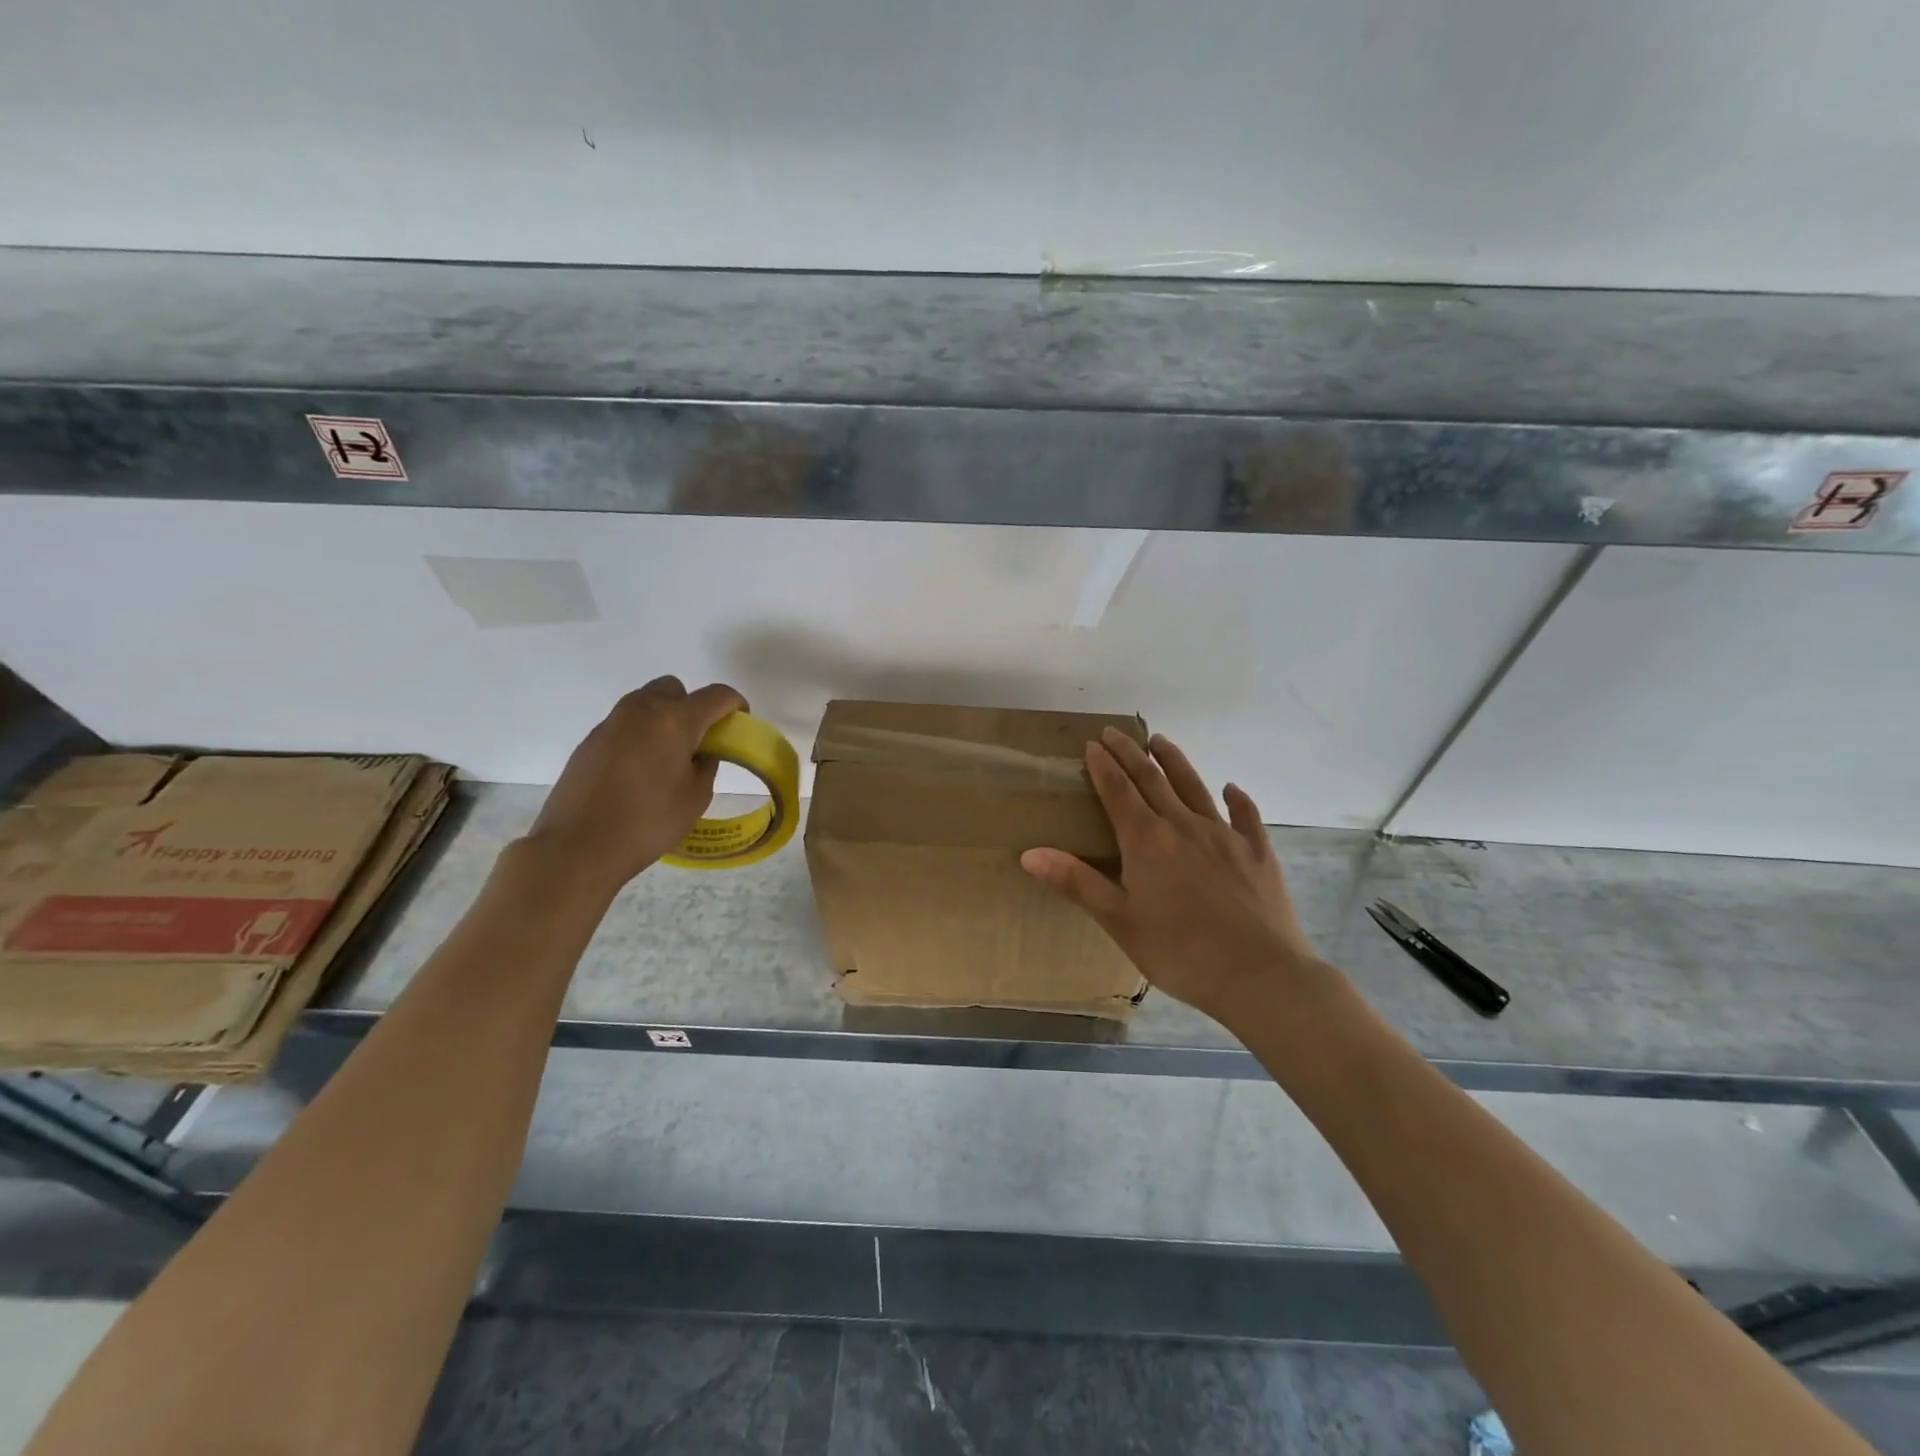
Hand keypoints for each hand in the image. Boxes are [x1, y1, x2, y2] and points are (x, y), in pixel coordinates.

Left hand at [522, 676, 746, 894]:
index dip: (735, 704)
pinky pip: (625, 725)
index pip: (716, 695)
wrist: (578, 846)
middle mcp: (641, 710)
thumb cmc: (648, 822)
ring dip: (664, 719)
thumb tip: (702, 752)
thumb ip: (707, 765)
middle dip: (693, 706)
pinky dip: (640, 736)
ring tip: (668, 757)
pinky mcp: (590, 741)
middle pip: (675, 689)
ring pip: (646, 704)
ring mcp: (611, 723)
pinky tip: (638, 773)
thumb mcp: (696, 797)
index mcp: (675, 720)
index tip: (739, 724)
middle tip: (698, 741)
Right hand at [1021, 728, 1325, 1019]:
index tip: (1092, 745)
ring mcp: (1225, 835)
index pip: (1118, 791)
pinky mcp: (1258, 852)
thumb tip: (1029, 854)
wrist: (1259, 975)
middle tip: (1114, 732)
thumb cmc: (1180, 952)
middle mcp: (1183, 826)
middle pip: (1152, 780)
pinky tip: (1231, 788)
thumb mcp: (1119, 921)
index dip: (1103, 767)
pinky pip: (1245, 815)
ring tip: (1161, 741)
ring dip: (1175, 761)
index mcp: (1146, 841)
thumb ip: (1076, 882)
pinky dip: (1236, 798)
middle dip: (1130, 754)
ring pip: (1194, 787)